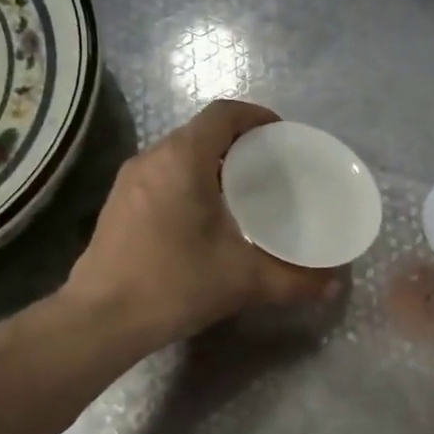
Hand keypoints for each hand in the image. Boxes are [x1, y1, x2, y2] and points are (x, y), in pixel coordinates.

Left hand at [63, 100, 340, 348]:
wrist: (101, 319)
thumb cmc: (174, 284)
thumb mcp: (244, 281)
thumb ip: (293, 280)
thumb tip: (332, 285)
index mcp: (183, 159)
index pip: (224, 114)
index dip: (257, 116)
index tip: (282, 135)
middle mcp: (153, 158)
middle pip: (202, 132)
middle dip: (239, 142)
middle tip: (271, 168)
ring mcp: (130, 180)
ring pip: (180, 154)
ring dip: (213, 162)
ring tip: (243, 191)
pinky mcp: (119, 203)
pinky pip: (163, 175)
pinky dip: (190, 180)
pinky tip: (206, 216)